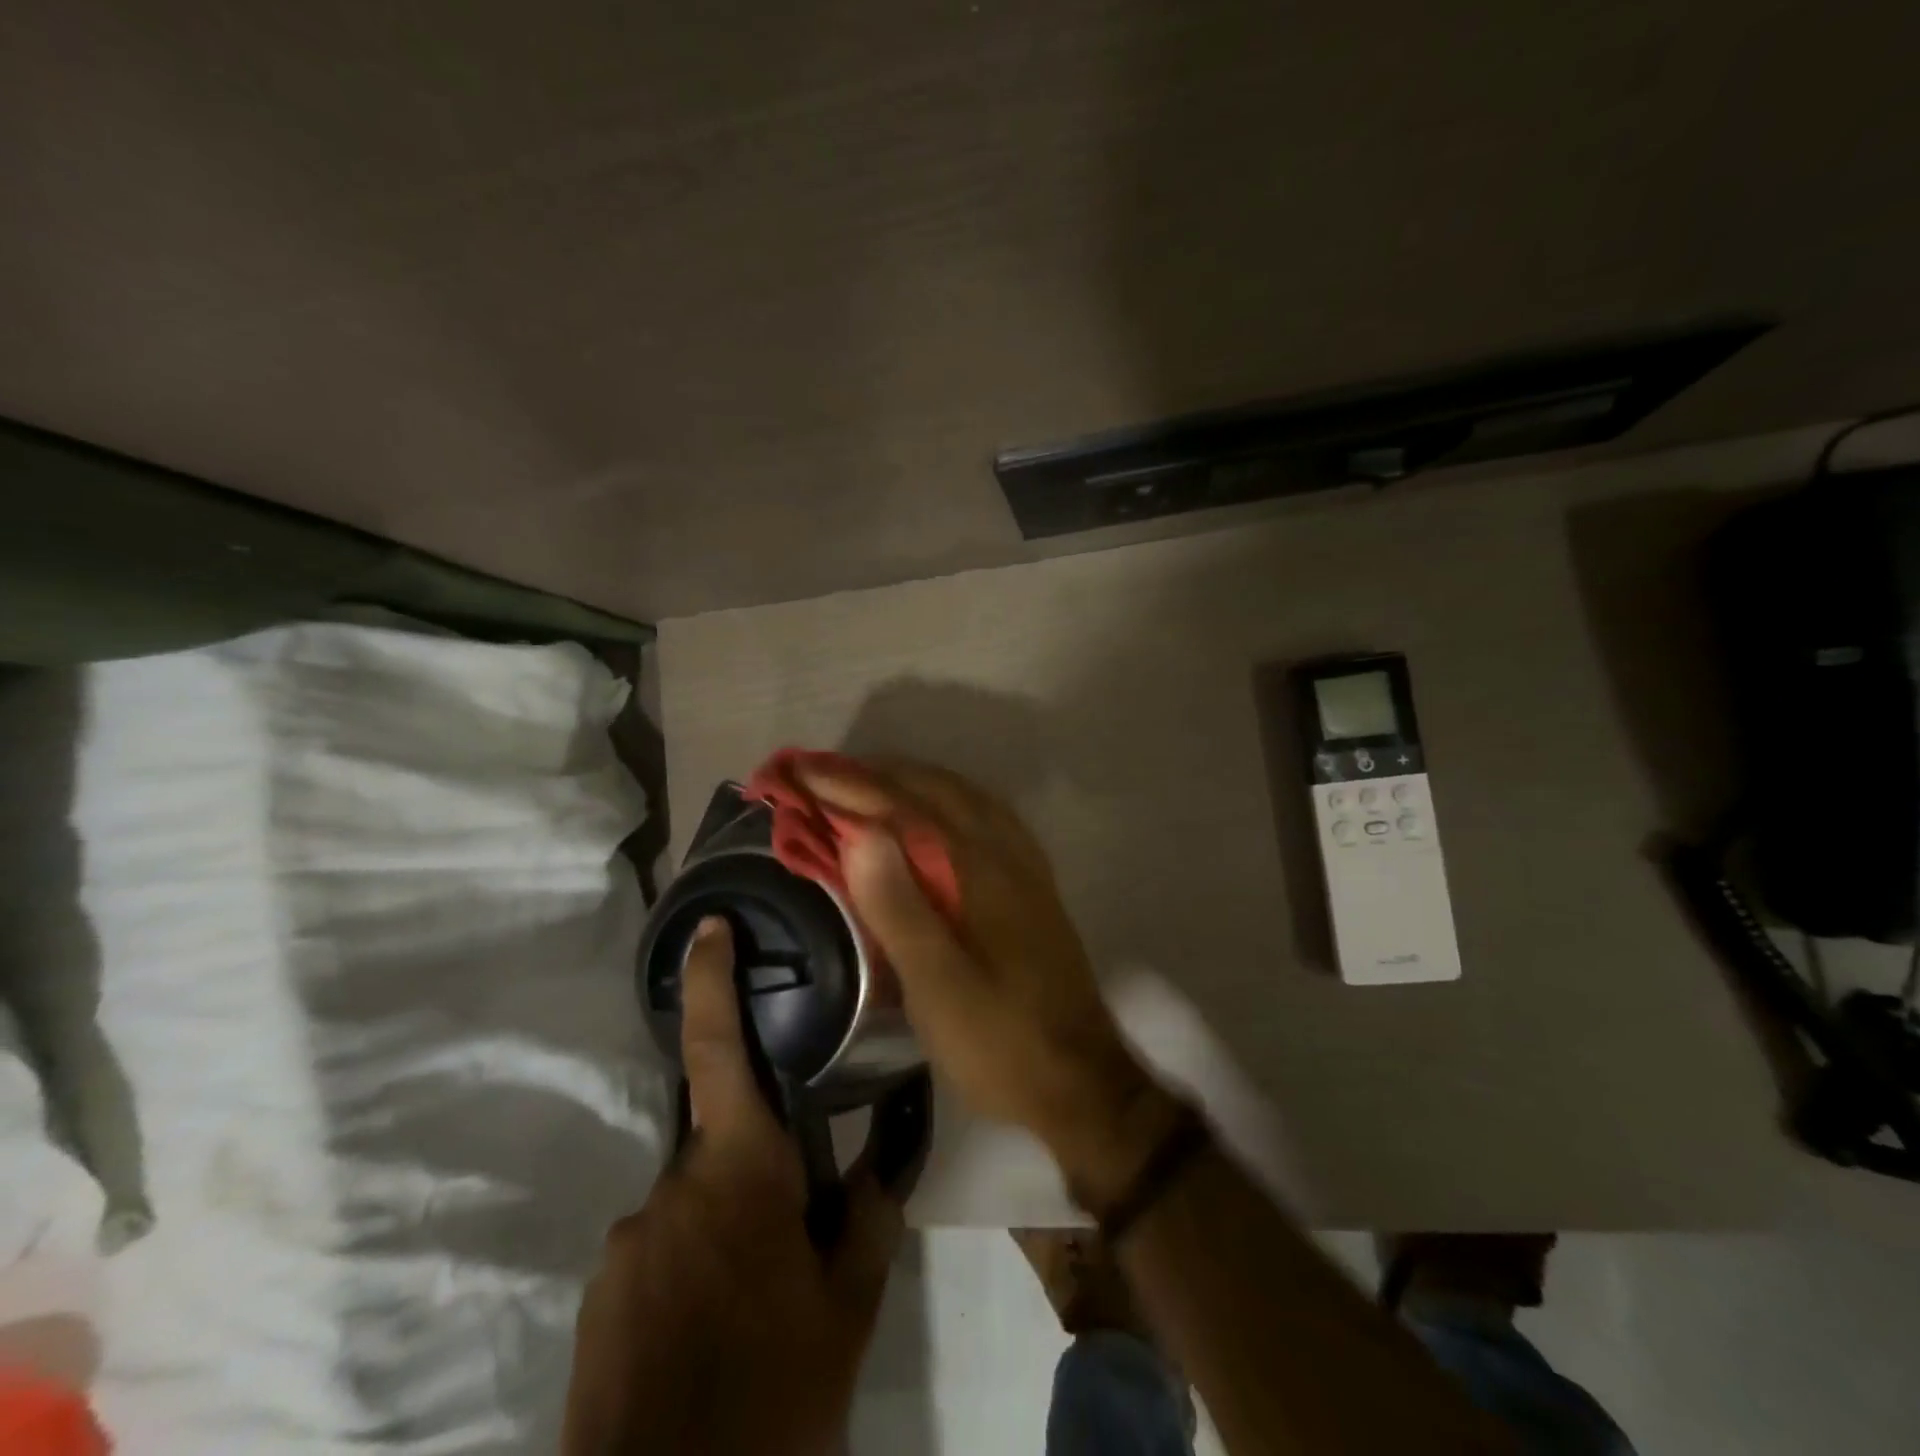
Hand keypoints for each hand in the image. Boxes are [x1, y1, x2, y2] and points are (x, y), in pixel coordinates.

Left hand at [562, 917, 902, 1455]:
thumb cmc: (775, 1393)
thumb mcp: (847, 1305)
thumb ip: (866, 1214)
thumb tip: (883, 1154)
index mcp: (740, 1171)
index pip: (718, 1051)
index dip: (711, 982)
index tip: (711, 928)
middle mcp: (671, 1188)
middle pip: (724, 1149)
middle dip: (759, 1177)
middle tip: (794, 1253)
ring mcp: (626, 1243)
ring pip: (694, 1208)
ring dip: (727, 1238)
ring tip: (755, 1316)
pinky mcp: (598, 1296)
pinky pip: (658, 1255)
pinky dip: (691, 1278)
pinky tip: (711, 1343)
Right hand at [801, 758, 1181, 1207]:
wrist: (1079, 1080)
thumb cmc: (998, 1039)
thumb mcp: (936, 985)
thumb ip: (898, 906)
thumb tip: (861, 832)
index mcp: (978, 868)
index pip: (901, 808)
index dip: (845, 786)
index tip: (796, 771)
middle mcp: (1004, 851)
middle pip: (933, 790)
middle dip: (873, 775)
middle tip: (819, 774)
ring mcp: (1023, 864)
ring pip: (961, 797)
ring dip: (909, 781)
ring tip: (864, 783)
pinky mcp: (1031, 884)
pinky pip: (982, 816)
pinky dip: (945, 799)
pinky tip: (932, 815)